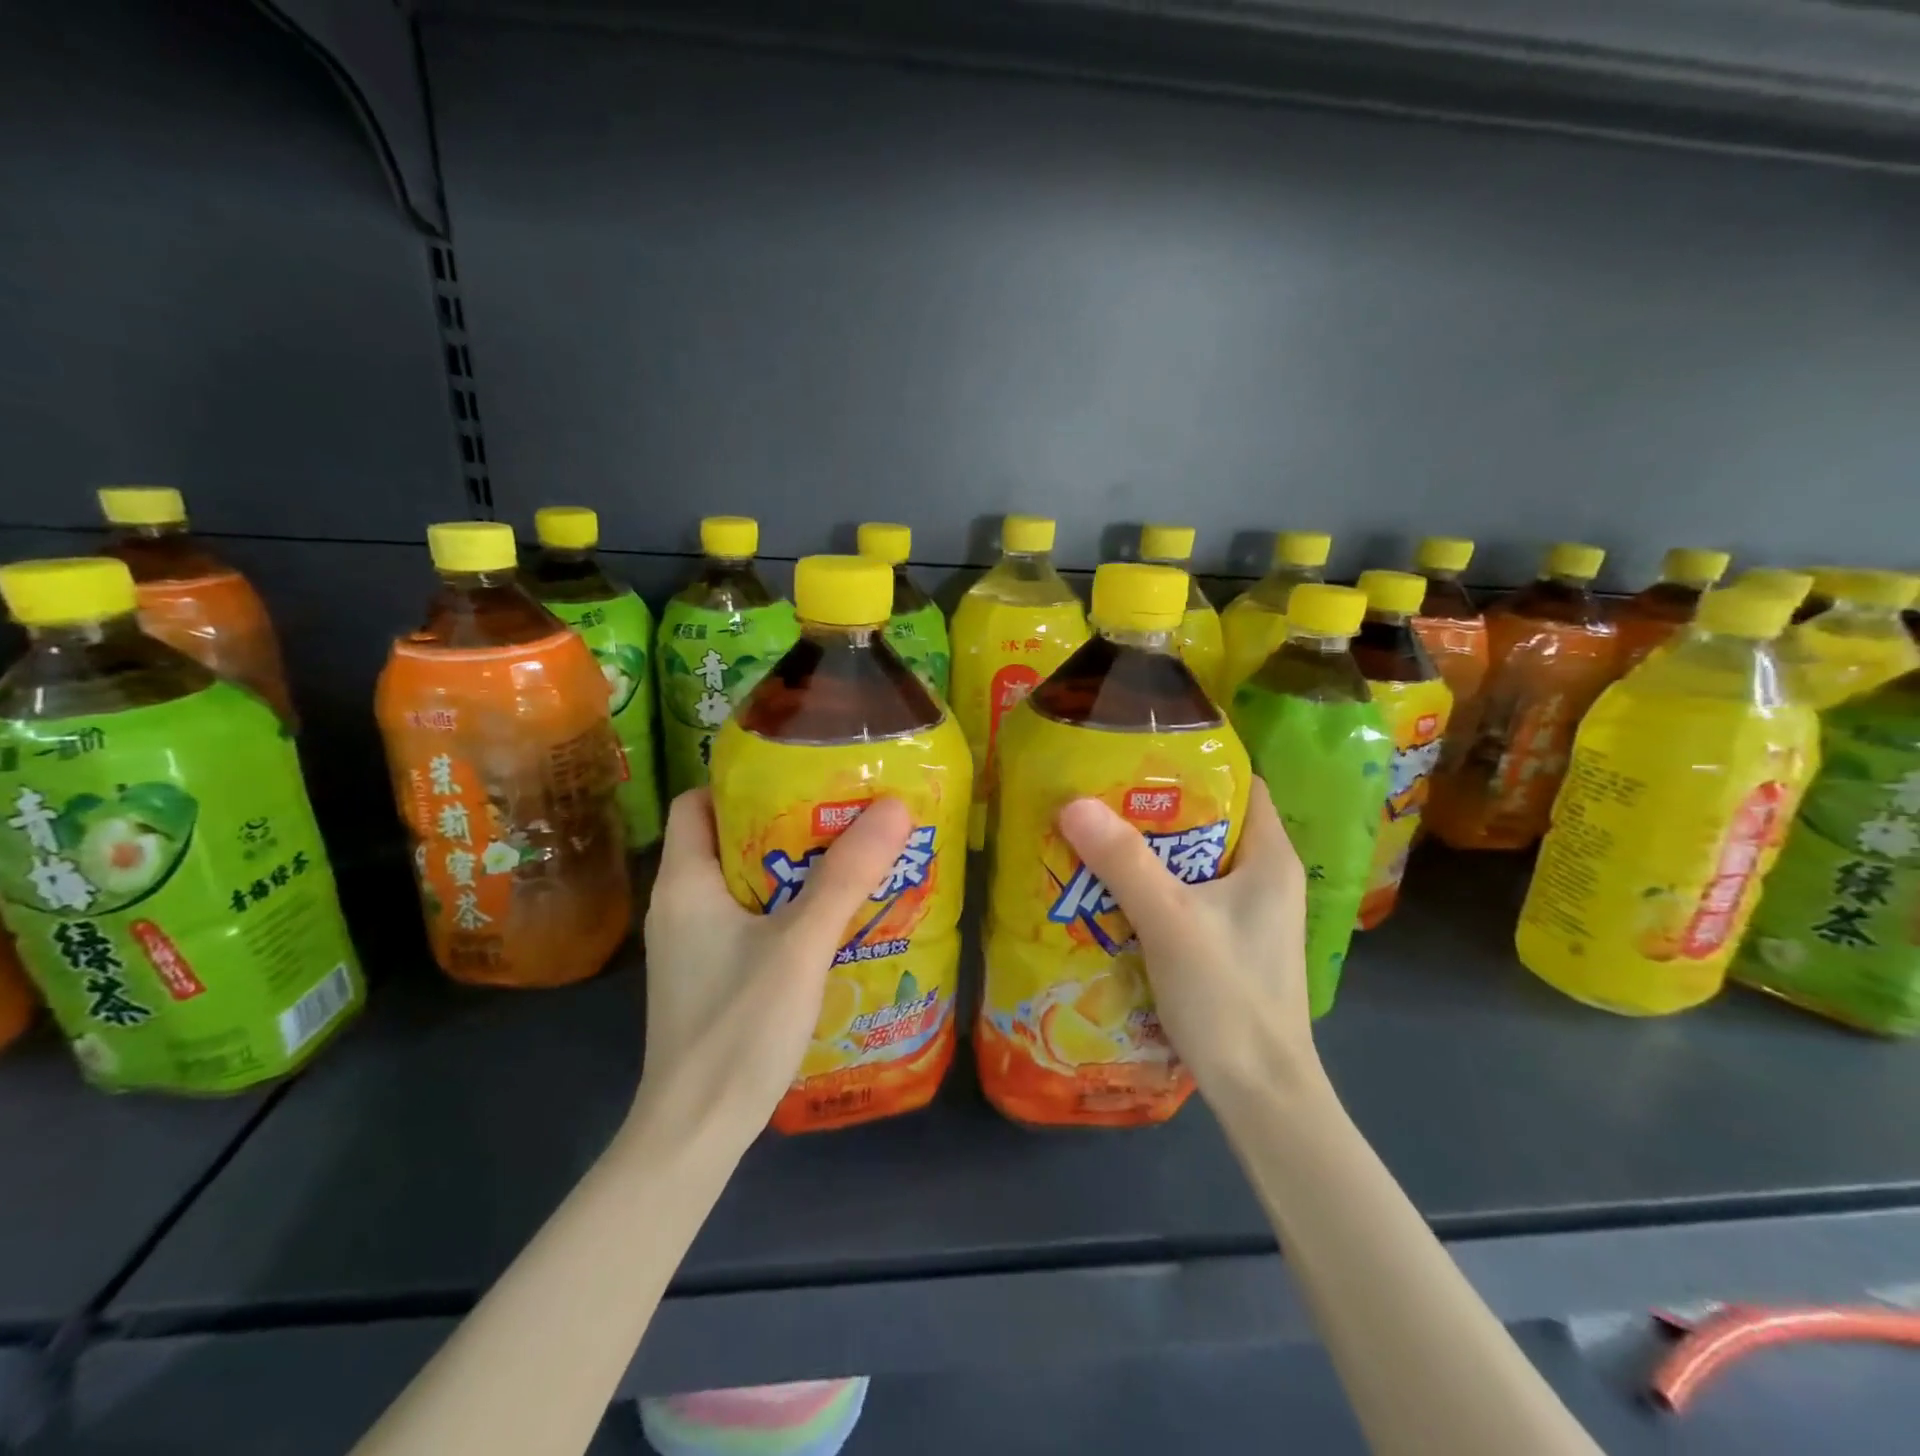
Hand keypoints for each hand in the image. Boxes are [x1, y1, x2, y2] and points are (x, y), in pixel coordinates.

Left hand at [635, 788, 913, 1154]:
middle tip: (845, 816)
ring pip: (745, 883)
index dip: (744, 783)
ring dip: (793, 870)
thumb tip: (895, 806)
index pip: (697, 802)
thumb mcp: (801, 944)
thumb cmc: (737, 1027)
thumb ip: (846, 876)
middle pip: (729, 839)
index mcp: (685, 882)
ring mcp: (694, 945)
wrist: (695, 1133)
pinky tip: (832, 921)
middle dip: (786, 825)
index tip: (802, 778)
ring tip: (850, 861)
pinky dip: (787, 909)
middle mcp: (681, 905)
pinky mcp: (711, 975)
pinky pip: (750, 921)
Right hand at [1056, 779, 1323, 1108]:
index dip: (1196, 766)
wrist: (1261, 1094)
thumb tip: (1073, 803)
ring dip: (1151, 853)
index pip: (1242, 786)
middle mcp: (1267, 879)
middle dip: (1157, 810)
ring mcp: (1251, 916)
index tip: (1139, 757)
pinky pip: (1190, 899)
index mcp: (1271, 858)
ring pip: (1196, 864)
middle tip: (1102, 797)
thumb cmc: (1228, 996)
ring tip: (1097, 838)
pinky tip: (1113, 895)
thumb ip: (1123, 861)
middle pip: (1211, 823)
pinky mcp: (1232, 946)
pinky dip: (1156, 889)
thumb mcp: (1170, 921)